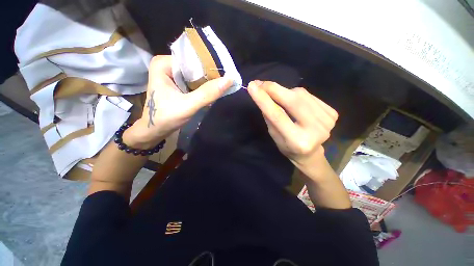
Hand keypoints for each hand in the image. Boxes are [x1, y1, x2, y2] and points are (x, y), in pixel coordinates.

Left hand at [124, 55, 232, 148]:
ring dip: (208, 84)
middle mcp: (167, 65)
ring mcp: (172, 75)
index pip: (193, 59)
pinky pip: (194, 83)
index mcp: (164, 64)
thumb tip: (229, 79)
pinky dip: (203, 89)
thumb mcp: (188, 106)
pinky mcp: (177, 85)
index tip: (225, 76)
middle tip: (225, 84)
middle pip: (195, 67)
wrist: (154, 131)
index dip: (210, 67)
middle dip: (209, 77)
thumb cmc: (165, 118)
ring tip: (220, 89)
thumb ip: (207, 93)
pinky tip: (211, 94)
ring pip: (196, 75)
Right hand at [247, 81, 338, 177]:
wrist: (310, 153)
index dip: (264, 99)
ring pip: (301, 94)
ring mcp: (327, 121)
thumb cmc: (287, 146)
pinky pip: (309, 96)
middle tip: (260, 83)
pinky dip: (297, 95)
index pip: (277, 115)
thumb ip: (270, 116)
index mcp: (297, 141)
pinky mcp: (332, 113)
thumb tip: (262, 93)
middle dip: (274, 89)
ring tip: (277, 96)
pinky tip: (294, 102)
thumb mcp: (274, 134)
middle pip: (293, 101)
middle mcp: (315, 130)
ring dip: (285, 91)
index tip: (252, 86)